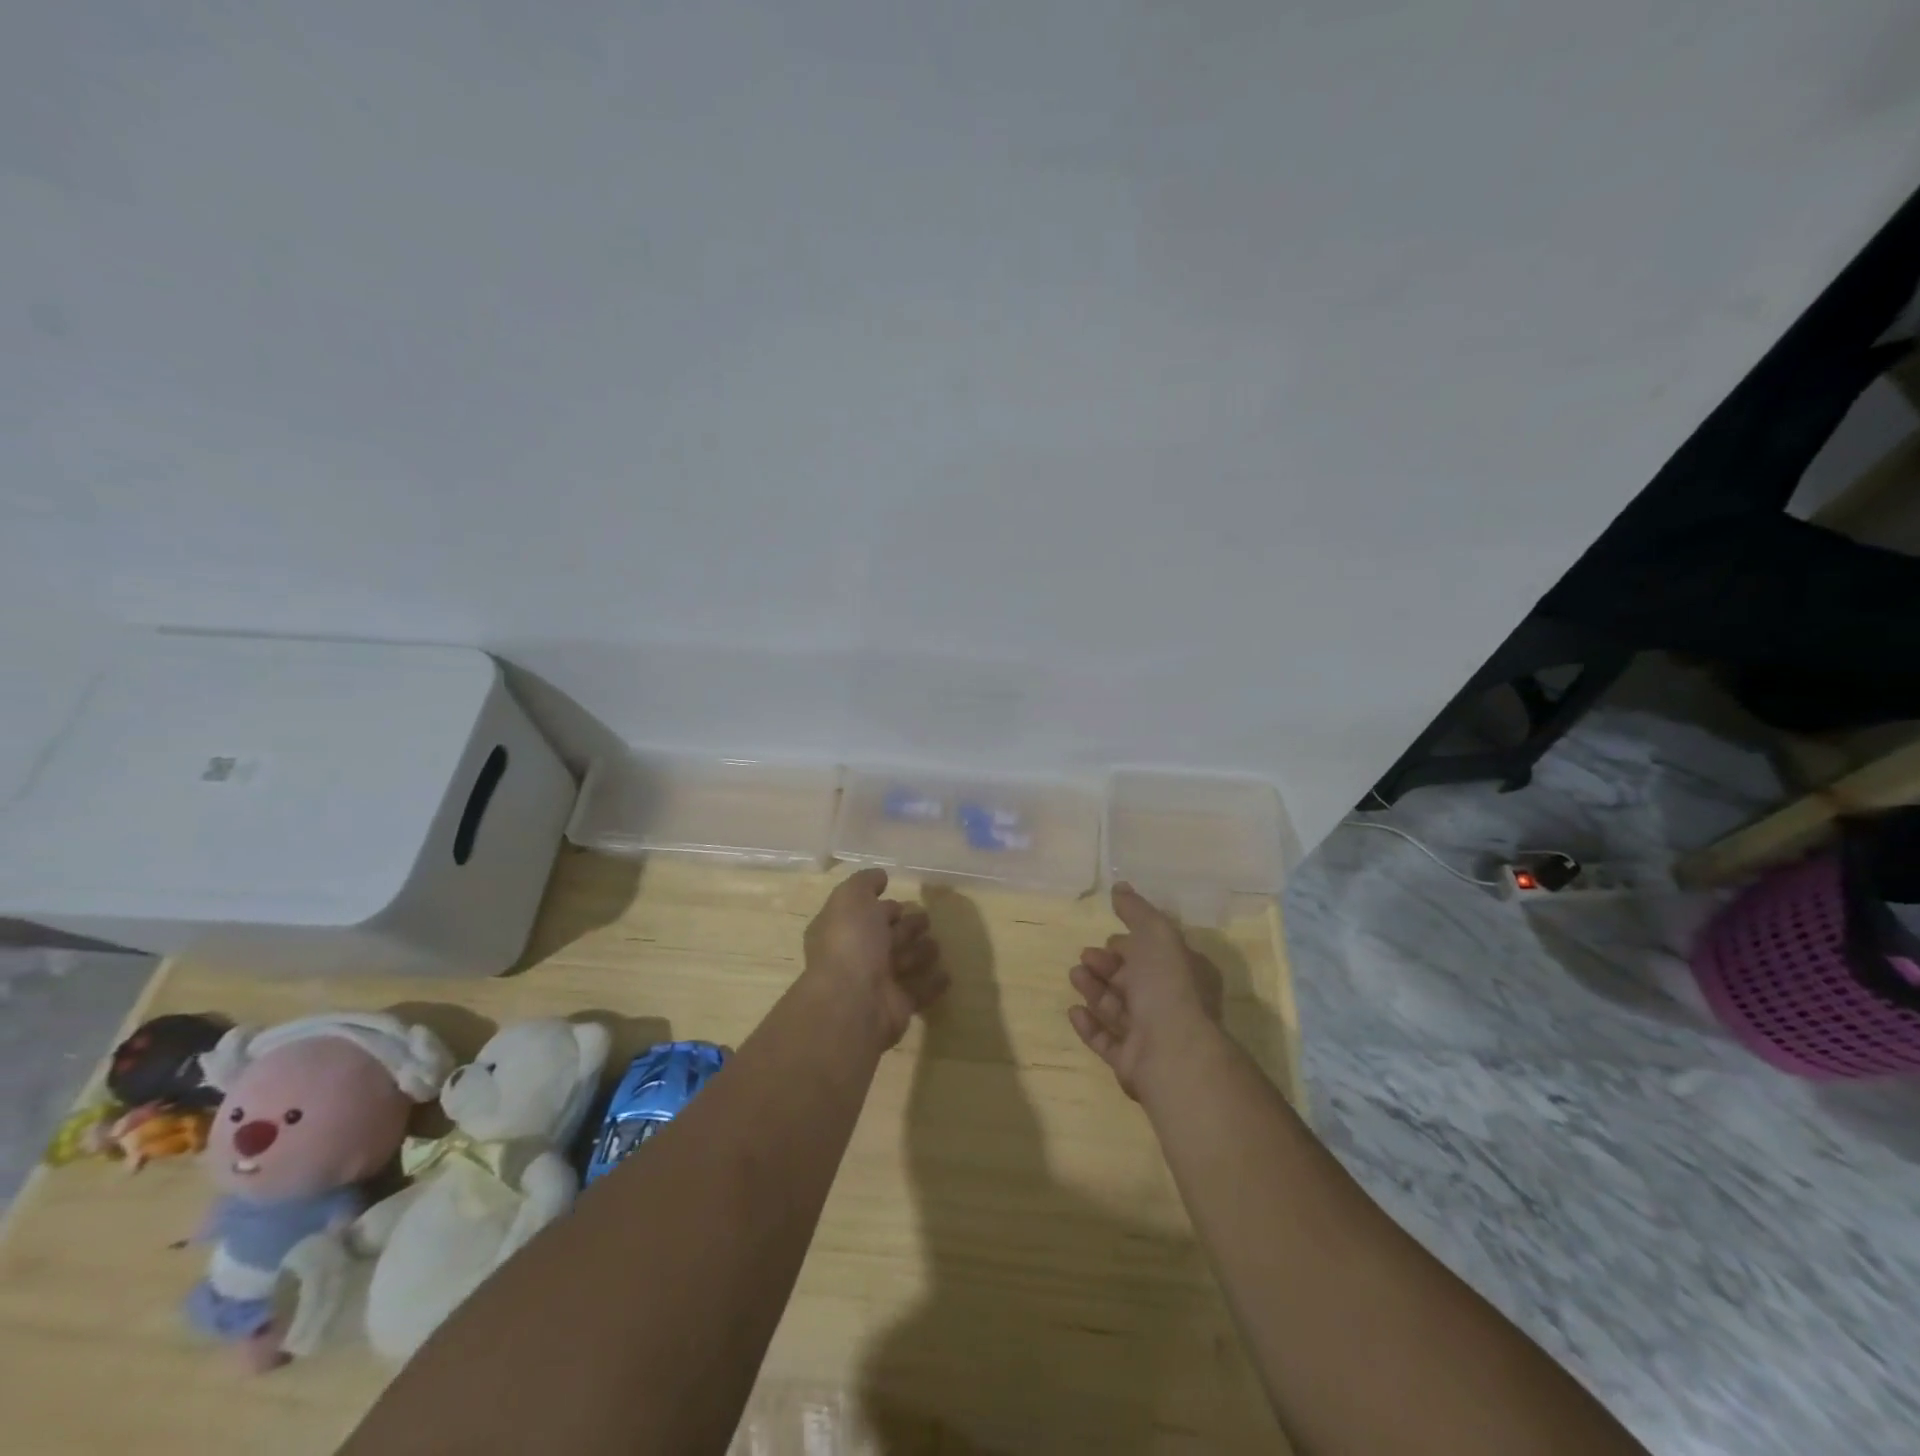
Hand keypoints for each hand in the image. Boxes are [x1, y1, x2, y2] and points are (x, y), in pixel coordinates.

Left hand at [803, 868, 947, 1047]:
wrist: (853, 1001)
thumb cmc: (850, 942)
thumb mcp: (851, 898)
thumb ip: (865, 883)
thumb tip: (880, 876)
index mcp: (840, 931)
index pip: (862, 914)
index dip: (880, 907)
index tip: (901, 900)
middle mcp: (855, 957)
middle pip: (885, 938)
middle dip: (905, 927)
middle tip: (926, 919)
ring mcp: (876, 984)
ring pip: (903, 963)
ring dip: (919, 953)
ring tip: (937, 944)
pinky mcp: (897, 1006)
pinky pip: (919, 991)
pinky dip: (932, 983)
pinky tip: (946, 974)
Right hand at [1068, 883, 1224, 1100]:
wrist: (1173, 1052)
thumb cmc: (1168, 986)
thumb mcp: (1156, 934)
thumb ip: (1136, 910)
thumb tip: (1120, 887)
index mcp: (1185, 974)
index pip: (1156, 955)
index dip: (1131, 944)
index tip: (1109, 937)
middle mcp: (1172, 1004)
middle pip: (1134, 980)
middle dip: (1107, 965)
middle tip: (1085, 956)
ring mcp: (1153, 1037)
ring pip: (1118, 1009)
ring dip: (1095, 990)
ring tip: (1074, 976)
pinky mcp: (1133, 1063)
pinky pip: (1108, 1041)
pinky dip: (1090, 1025)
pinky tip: (1073, 1011)